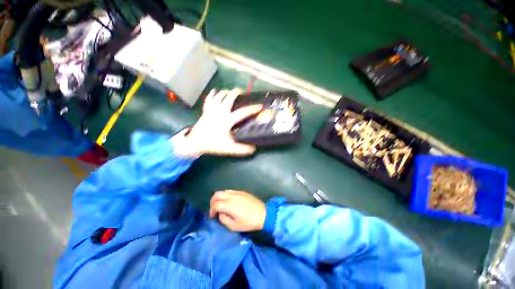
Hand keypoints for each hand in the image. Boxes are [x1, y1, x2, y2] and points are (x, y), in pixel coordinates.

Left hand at [174, 89, 262, 156]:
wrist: (194, 143)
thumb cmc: (212, 144)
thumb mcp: (229, 148)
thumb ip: (242, 149)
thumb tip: (253, 149)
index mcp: (227, 120)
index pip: (243, 112)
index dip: (253, 109)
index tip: (260, 106)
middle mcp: (220, 112)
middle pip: (229, 97)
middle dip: (236, 92)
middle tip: (242, 91)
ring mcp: (211, 110)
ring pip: (219, 96)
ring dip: (226, 92)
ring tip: (231, 91)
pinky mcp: (205, 111)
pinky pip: (208, 99)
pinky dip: (212, 94)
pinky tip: (215, 91)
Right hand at [209, 190, 265, 231]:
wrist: (263, 214)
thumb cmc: (248, 222)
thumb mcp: (234, 226)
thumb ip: (223, 219)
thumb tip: (220, 213)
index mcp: (229, 205)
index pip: (215, 204)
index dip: (211, 210)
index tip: (212, 216)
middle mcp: (232, 196)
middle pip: (217, 194)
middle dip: (212, 201)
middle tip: (214, 209)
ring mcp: (237, 192)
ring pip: (223, 191)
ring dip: (219, 197)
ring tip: (221, 205)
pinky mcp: (242, 191)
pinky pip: (230, 191)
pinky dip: (226, 195)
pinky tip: (229, 202)